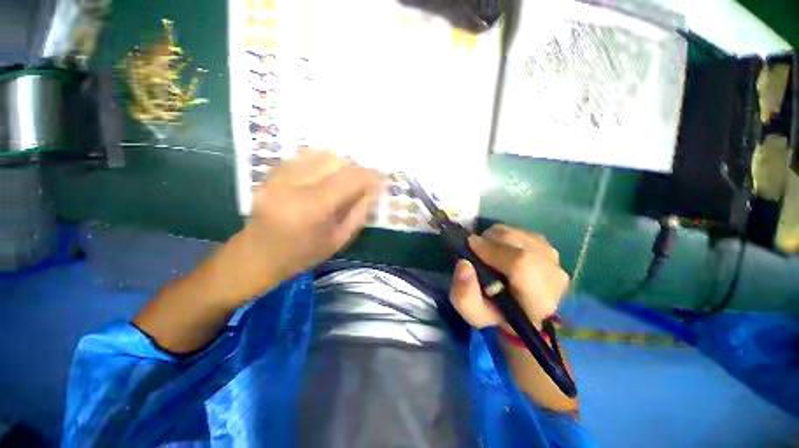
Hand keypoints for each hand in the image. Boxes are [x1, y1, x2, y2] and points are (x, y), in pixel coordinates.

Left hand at [228, 148, 382, 301]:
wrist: (258, 256)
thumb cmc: (303, 254)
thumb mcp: (339, 239)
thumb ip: (360, 211)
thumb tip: (375, 189)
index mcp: (312, 208)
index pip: (349, 179)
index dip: (369, 175)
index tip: (381, 178)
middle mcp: (293, 185)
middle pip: (335, 161)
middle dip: (354, 169)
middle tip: (361, 182)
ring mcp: (278, 176)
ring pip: (319, 154)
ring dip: (339, 165)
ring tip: (344, 179)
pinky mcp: (271, 173)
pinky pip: (304, 156)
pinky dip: (321, 162)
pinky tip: (325, 176)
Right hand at [449, 225, 568, 329]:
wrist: (522, 310)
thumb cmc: (497, 314)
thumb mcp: (474, 314)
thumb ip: (465, 294)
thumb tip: (463, 263)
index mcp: (539, 300)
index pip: (521, 264)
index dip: (492, 250)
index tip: (470, 246)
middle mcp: (553, 275)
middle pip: (517, 242)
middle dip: (489, 241)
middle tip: (475, 251)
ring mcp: (552, 256)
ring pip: (515, 233)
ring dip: (494, 238)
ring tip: (487, 253)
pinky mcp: (547, 245)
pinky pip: (518, 231)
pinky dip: (502, 236)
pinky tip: (499, 250)